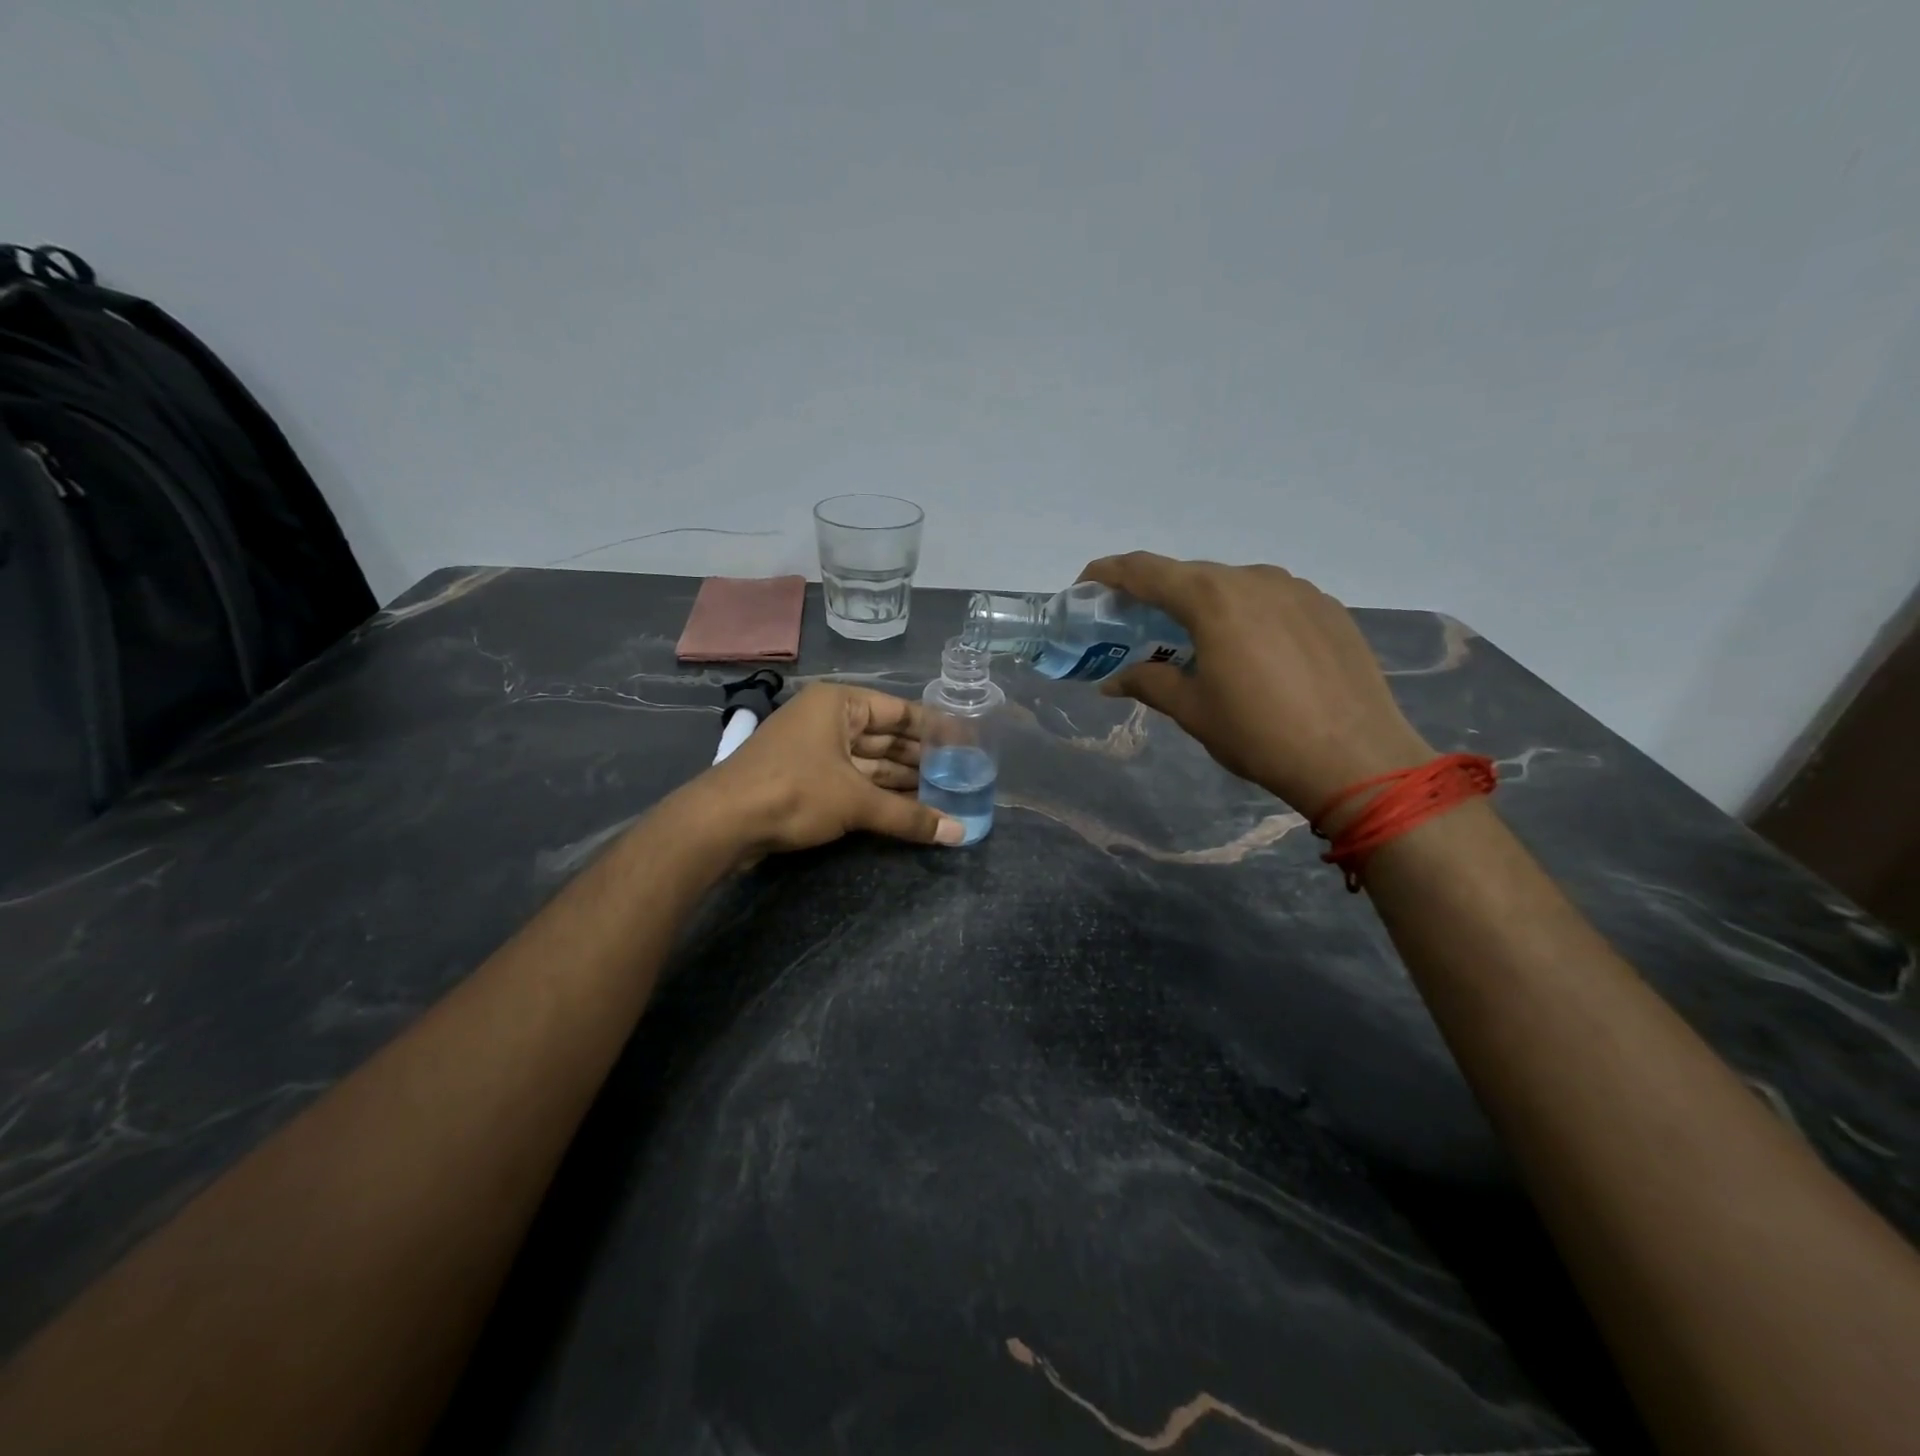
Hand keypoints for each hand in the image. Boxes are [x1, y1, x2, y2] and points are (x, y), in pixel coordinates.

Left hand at [695, 683, 964, 852]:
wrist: (723, 823)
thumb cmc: (794, 792)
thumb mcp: (857, 802)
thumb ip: (910, 816)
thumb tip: (961, 833)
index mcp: (839, 704)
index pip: (899, 711)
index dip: (935, 728)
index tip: (967, 742)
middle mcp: (828, 720)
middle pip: (886, 737)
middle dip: (921, 758)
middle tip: (963, 774)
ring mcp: (814, 749)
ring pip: (870, 762)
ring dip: (903, 780)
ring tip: (945, 794)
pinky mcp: (805, 779)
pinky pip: (853, 780)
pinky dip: (879, 794)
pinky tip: (909, 808)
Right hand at [1082, 553, 1432, 813]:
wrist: (1358, 758)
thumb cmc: (1260, 734)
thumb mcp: (1193, 710)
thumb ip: (1148, 683)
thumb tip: (1112, 680)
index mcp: (1212, 599)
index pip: (1145, 570)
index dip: (1108, 572)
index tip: (1086, 584)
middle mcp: (1254, 579)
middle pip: (1190, 575)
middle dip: (1156, 595)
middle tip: (1136, 624)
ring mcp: (1297, 589)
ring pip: (1233, 585)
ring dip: (1203, 605)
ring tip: (1194, 641)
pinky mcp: (1327, 607)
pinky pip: (1271, 599)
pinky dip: (1245, 614)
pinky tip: (1250, 650)